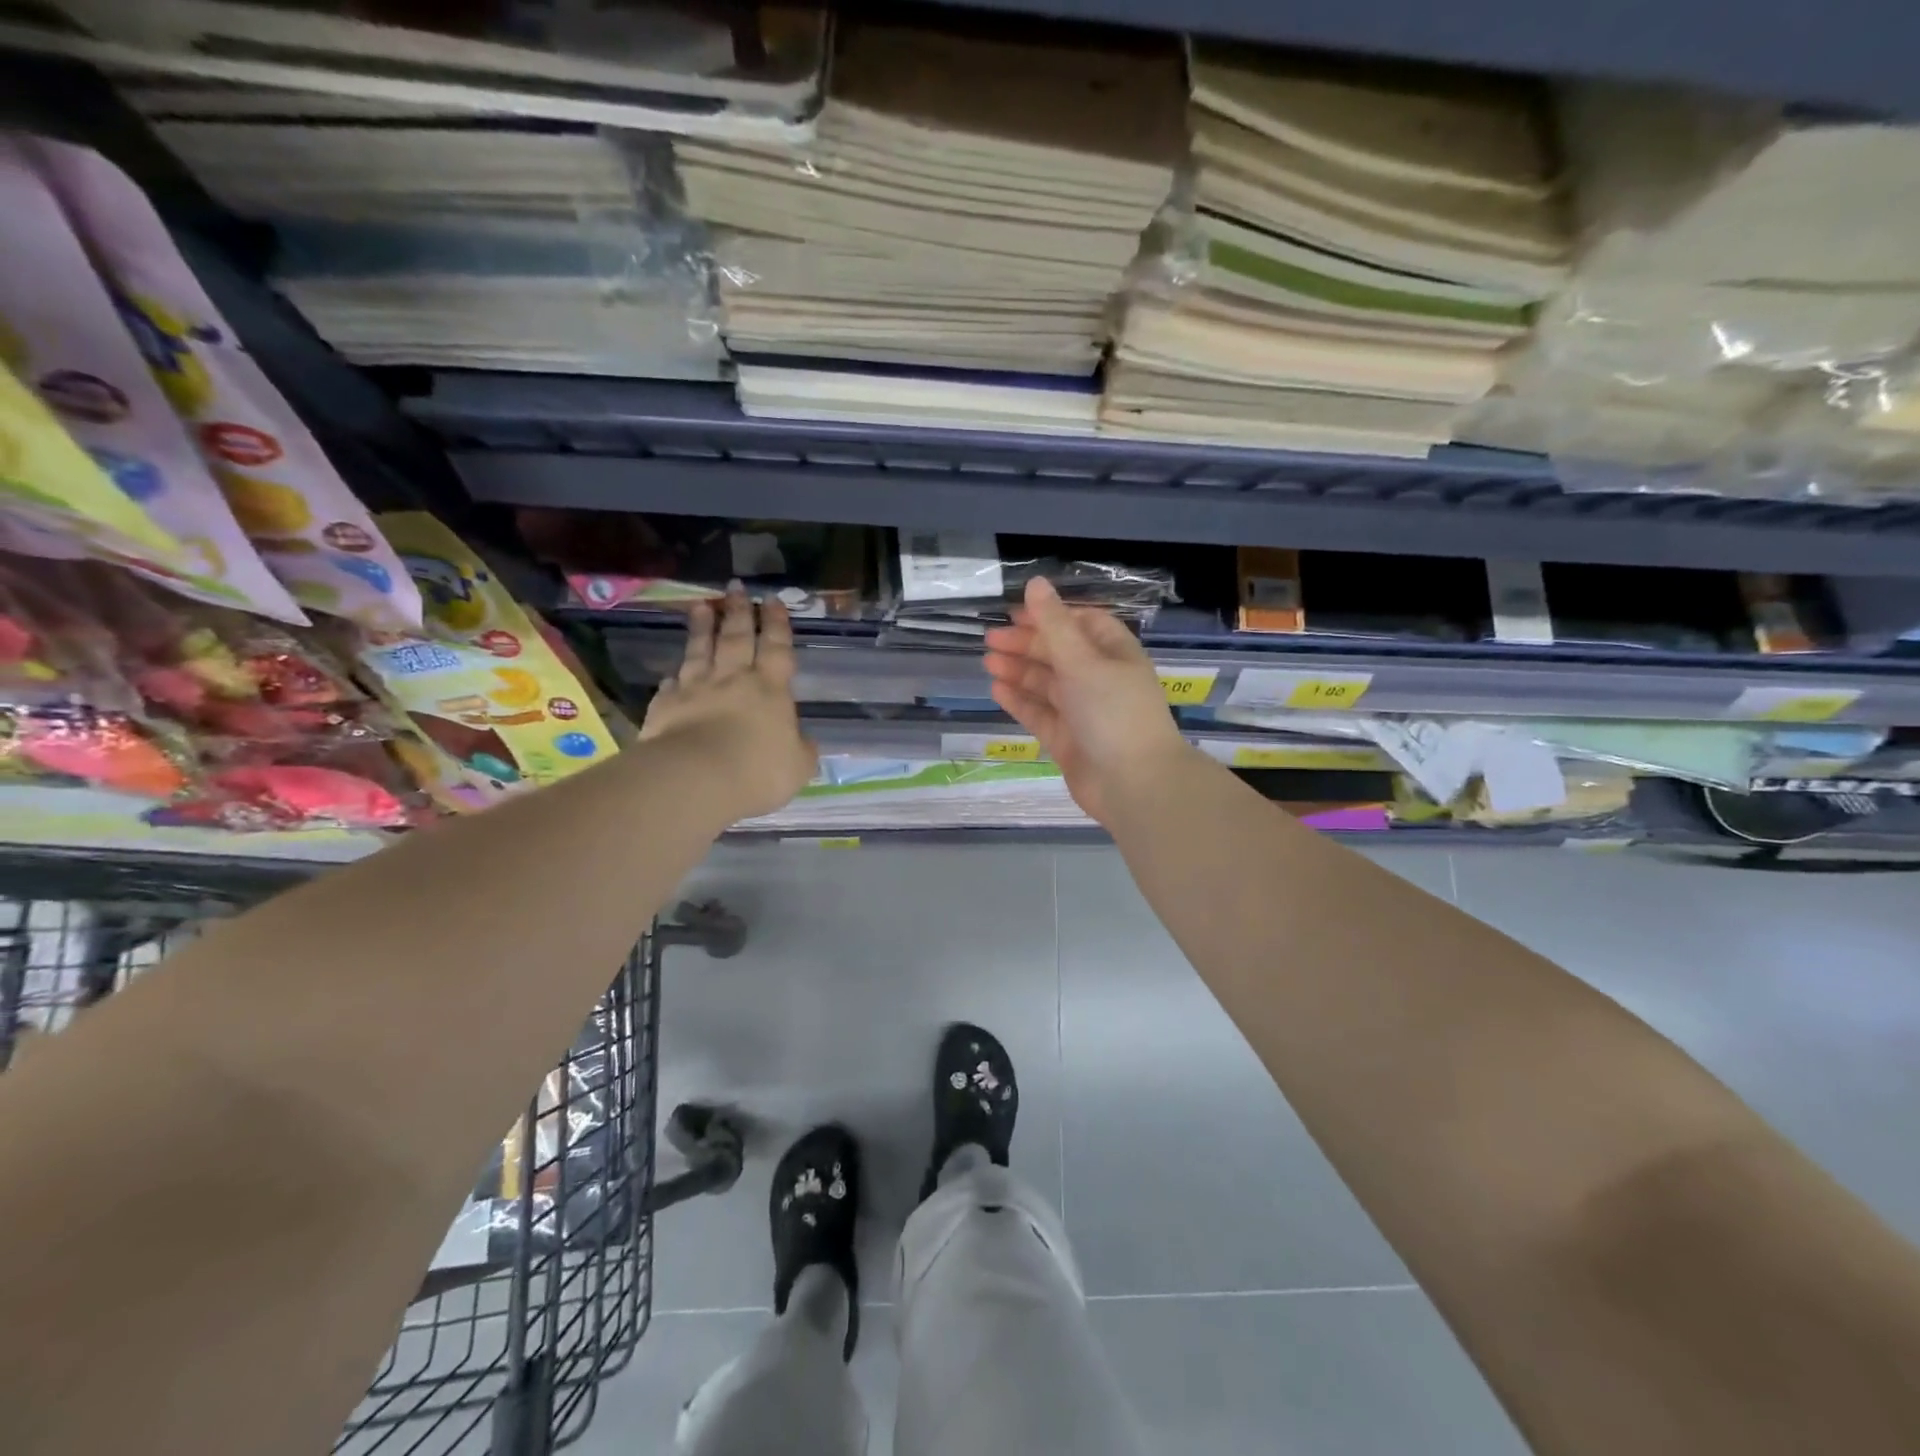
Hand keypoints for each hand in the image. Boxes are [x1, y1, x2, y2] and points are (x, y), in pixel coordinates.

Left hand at [640, 585, 817, 820]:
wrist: (696, 779)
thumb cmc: (757, 771)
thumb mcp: (798, 766)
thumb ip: (802, 749)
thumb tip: (802, 741)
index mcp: (770, 689)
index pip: (776, 648)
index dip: (776, 624)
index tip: (772, 600)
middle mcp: (733, 680)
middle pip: (736, 638)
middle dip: (738, 611)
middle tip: (736, 587)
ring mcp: (696, 689)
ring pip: (700, 650)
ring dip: (701, 627)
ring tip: (701, 606)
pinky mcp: (666, 706)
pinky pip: (671, 684)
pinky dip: (674, 675)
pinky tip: (672, 671)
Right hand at [983, 577, 1192, 824]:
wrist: (1133, 783)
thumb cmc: (1112, 712)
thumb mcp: (1082, 661)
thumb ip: (1054, 624)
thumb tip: (1036, 583)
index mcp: (1115, 654)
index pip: (1082, 624)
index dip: (1051, 615)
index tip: (1016, 613)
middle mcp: (1100, 679)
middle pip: (1060, 653)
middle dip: (1027, 644)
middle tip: (990, 639)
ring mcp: (1083, 712)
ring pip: (1047, 684)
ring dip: (1019, 671)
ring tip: (988, 662)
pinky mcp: (1068, 740)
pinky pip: (1040, 714)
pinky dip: (1020, 701)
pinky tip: (997, 690)